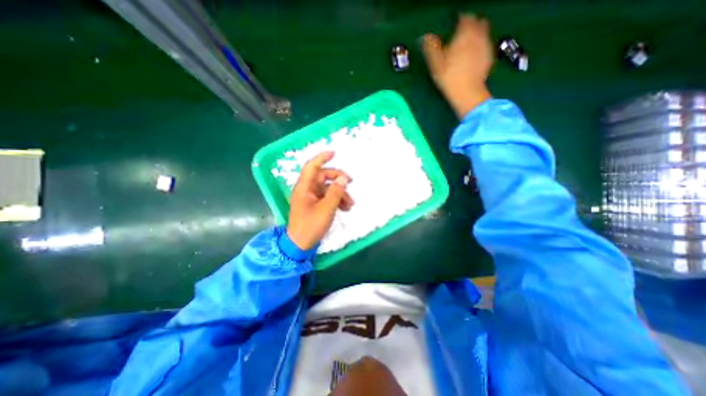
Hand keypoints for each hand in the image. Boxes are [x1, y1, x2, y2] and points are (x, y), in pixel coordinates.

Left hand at [285, 151, 352, 249]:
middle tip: (351, 182)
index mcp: (304, 188)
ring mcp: (310, 198)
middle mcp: (307, 190)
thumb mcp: (327, 209)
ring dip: (340, 193)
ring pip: (327, 189)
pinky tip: (345, 208)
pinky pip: (327, 198)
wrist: (300, 245)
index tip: (334, 153)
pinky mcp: (315, 205)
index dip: (321, 158)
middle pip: (323, 177)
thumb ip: (336, 192)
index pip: (311, 167)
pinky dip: (336, 200)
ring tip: (350, 204)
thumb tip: (344, 178)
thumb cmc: (311, 226)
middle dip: (338, 180)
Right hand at [421, 15, 491, 118]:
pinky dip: (480, 47)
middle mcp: (478, 35)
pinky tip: (473, 57)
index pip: (465, 17)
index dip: (459, 19)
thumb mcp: (436, 63)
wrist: (467, 92)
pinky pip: (485, 46)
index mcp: (465, 33)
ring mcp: (486, 46)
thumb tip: (426, 36)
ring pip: (484, 33)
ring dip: (476, 35)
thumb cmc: (449, 77)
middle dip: (470, 25)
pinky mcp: (490, 57)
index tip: (454, 24)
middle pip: (478, 22)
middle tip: (461, 34)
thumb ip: (431, 47)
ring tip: (466, 45)